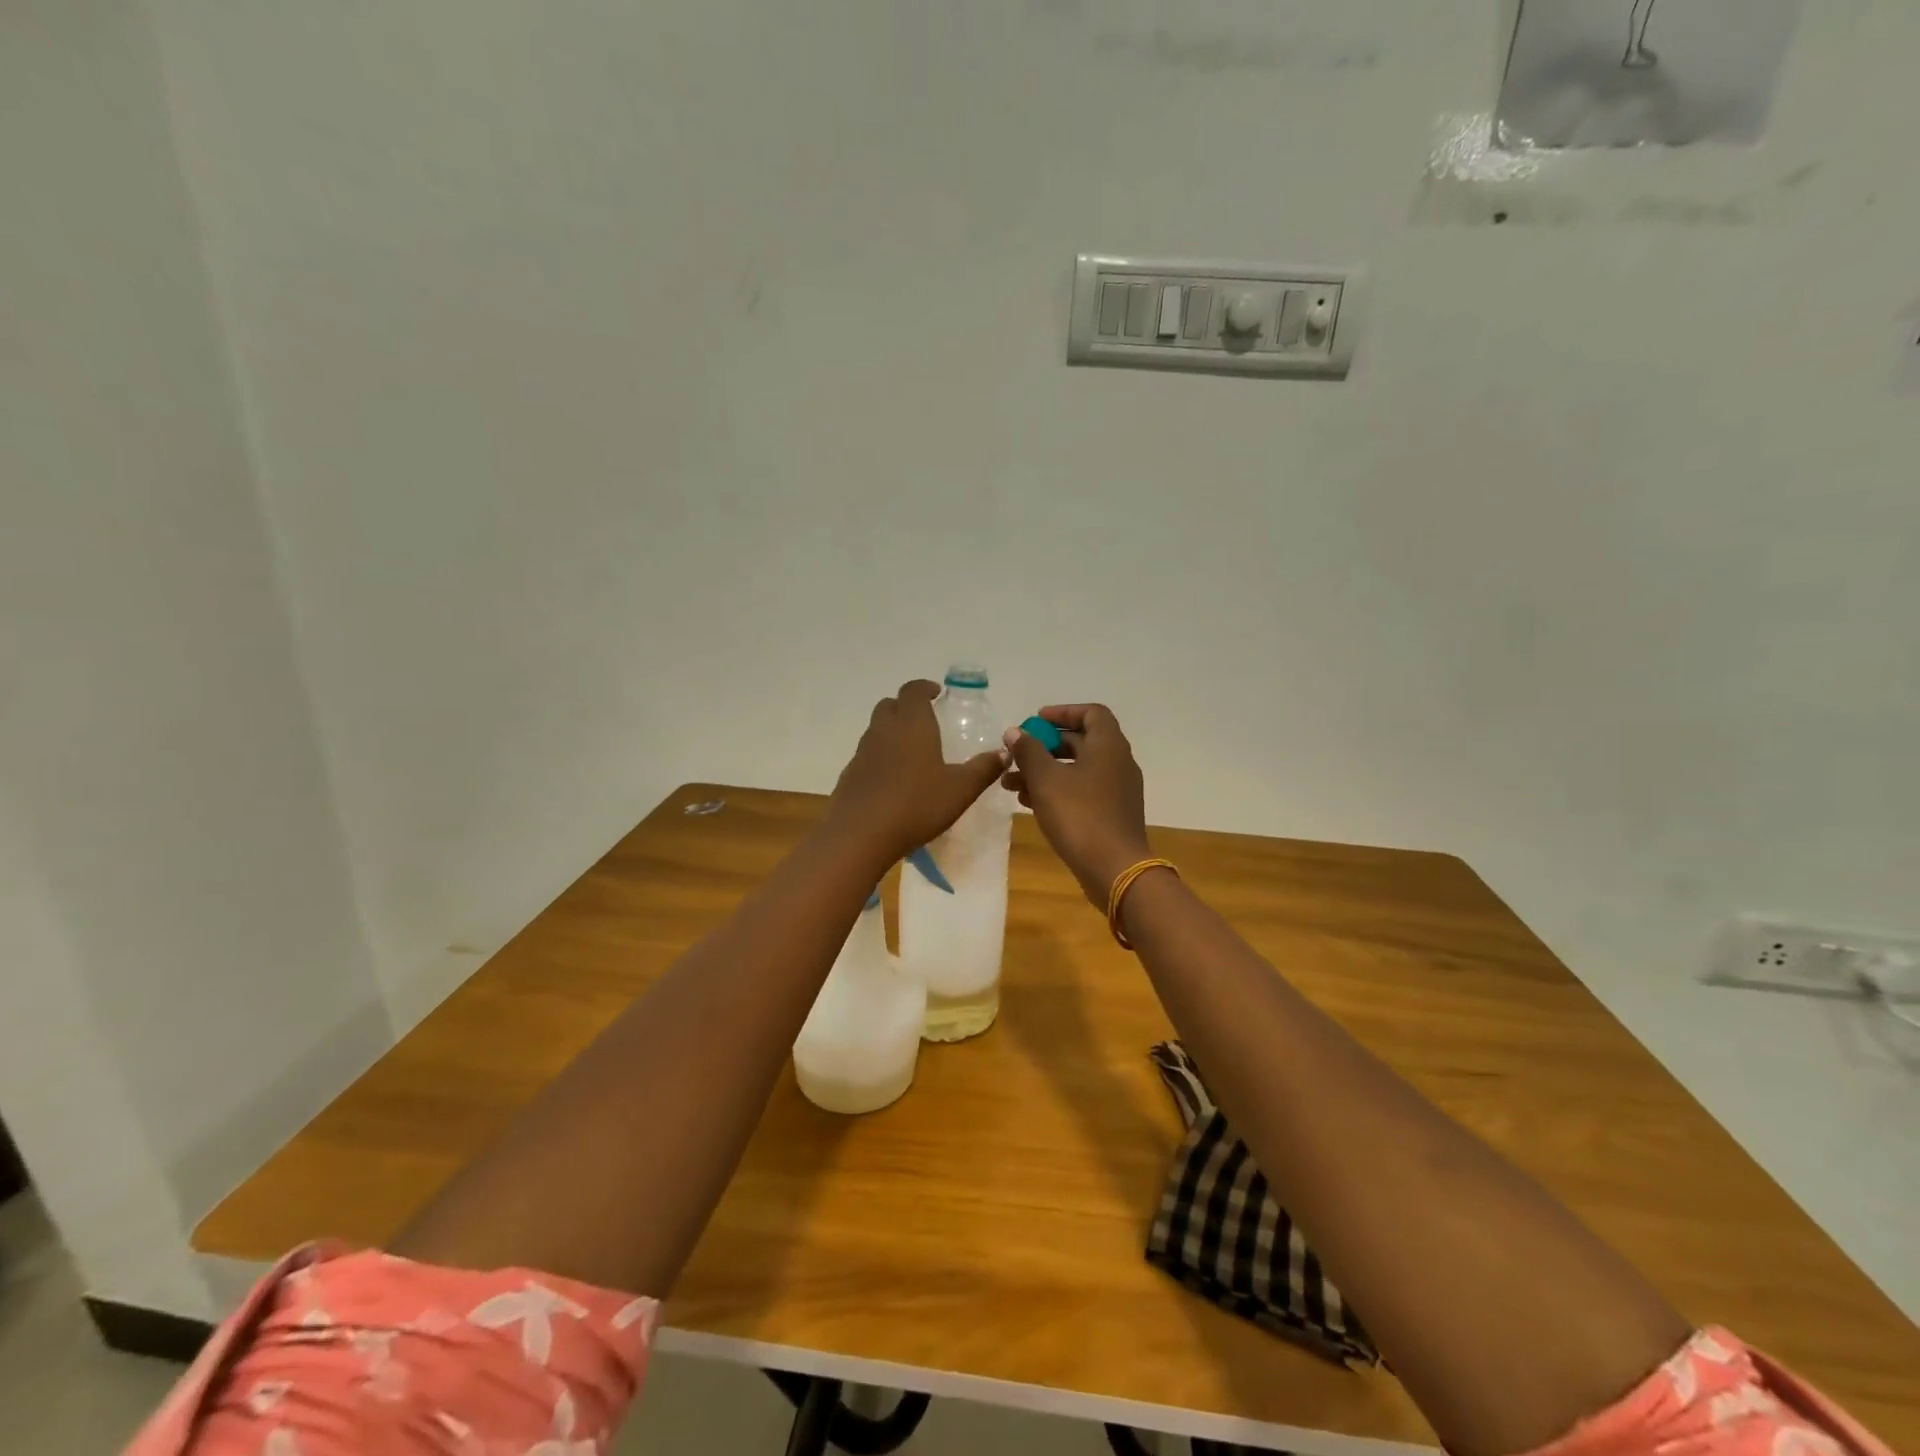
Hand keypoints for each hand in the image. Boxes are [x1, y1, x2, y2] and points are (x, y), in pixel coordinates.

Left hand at [826, 680, 1007, 864]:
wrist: (860, 835)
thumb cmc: (916, 805)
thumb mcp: (960, 789)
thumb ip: (983, 769)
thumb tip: (1004, 752)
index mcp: (912, 724)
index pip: (913, 690)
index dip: (924, 688)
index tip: (936, 693)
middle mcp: (884, 730)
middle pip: (890, 704)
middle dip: (906, 706)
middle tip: (925, 719)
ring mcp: (863, 752)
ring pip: (876, 728)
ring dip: (892, 730)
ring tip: (912, 751)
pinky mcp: (850, 774)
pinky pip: (867, 754)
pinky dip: (881, 756)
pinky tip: (894, 779)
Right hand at [1001, 704, 1151, 905]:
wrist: (1115, 869)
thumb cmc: (1080, 816)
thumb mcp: (1046, 780)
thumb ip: (1028, 752)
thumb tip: (1014, 732)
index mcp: (1108, 746)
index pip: (1091, 713)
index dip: (1062, 712)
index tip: (1035, 721)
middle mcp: (1117, 763)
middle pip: (1080, 742)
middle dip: (1044, 747)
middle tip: (1016, 755)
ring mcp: (1117, 790)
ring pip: (1077, 770)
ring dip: (1045, 772)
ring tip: (1011, 785)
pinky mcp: (1111, 814)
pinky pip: (1081, 791)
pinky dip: (1057, 791)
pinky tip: (1030, 804)